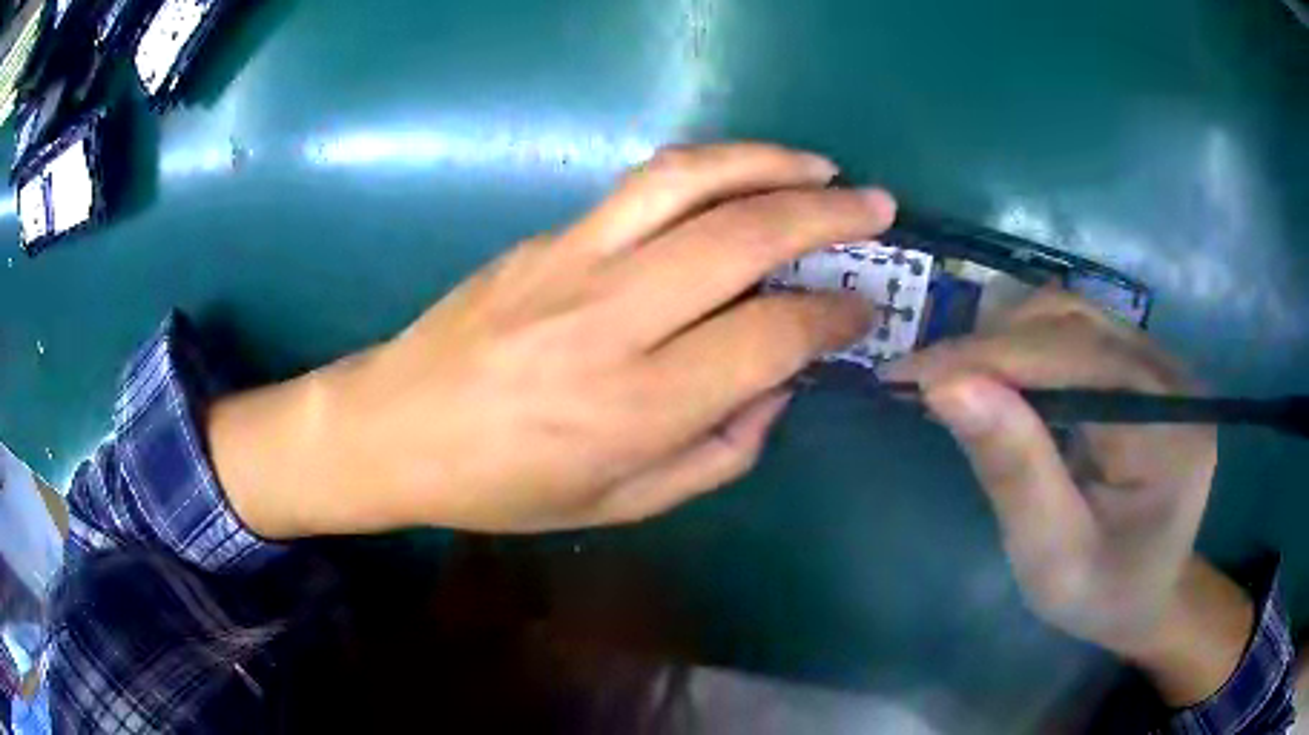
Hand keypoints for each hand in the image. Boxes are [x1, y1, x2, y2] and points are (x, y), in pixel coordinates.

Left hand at [210, 143, 895, 536]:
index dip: (830, 318)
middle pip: (741, 238)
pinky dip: (710, 171)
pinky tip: (742, 178)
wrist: (396, 425)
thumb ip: (715, 454)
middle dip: (826, 215)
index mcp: (633, 407)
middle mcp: (610, 319)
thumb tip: (777, 388)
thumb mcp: (619, 504)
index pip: (768, 339)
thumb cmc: (503, 485)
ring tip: (820, 168)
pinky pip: (642, 186)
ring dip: (768, 164)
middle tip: (876, 207)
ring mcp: (572, 262)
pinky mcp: (546, 236)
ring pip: (689, 183)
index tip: (862, 311)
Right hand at [887, 290, 1249, 703]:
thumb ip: (1014, 471)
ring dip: (1004, 339)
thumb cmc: (1101, 594)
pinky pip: (1076, 330)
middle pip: (1072, 322)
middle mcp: (1170, 375)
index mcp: (1168, 428)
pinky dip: (1025, 345)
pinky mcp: (1142, 364)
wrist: (1147, 594)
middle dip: (990, 345)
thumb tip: (947, 386)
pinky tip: (999, 378)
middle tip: (923, 382)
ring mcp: (1159, 362)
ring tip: (956, 379)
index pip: (1074, 358)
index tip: (907, 375)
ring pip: (1070, 313)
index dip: (989, 357)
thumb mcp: (1052, 556)